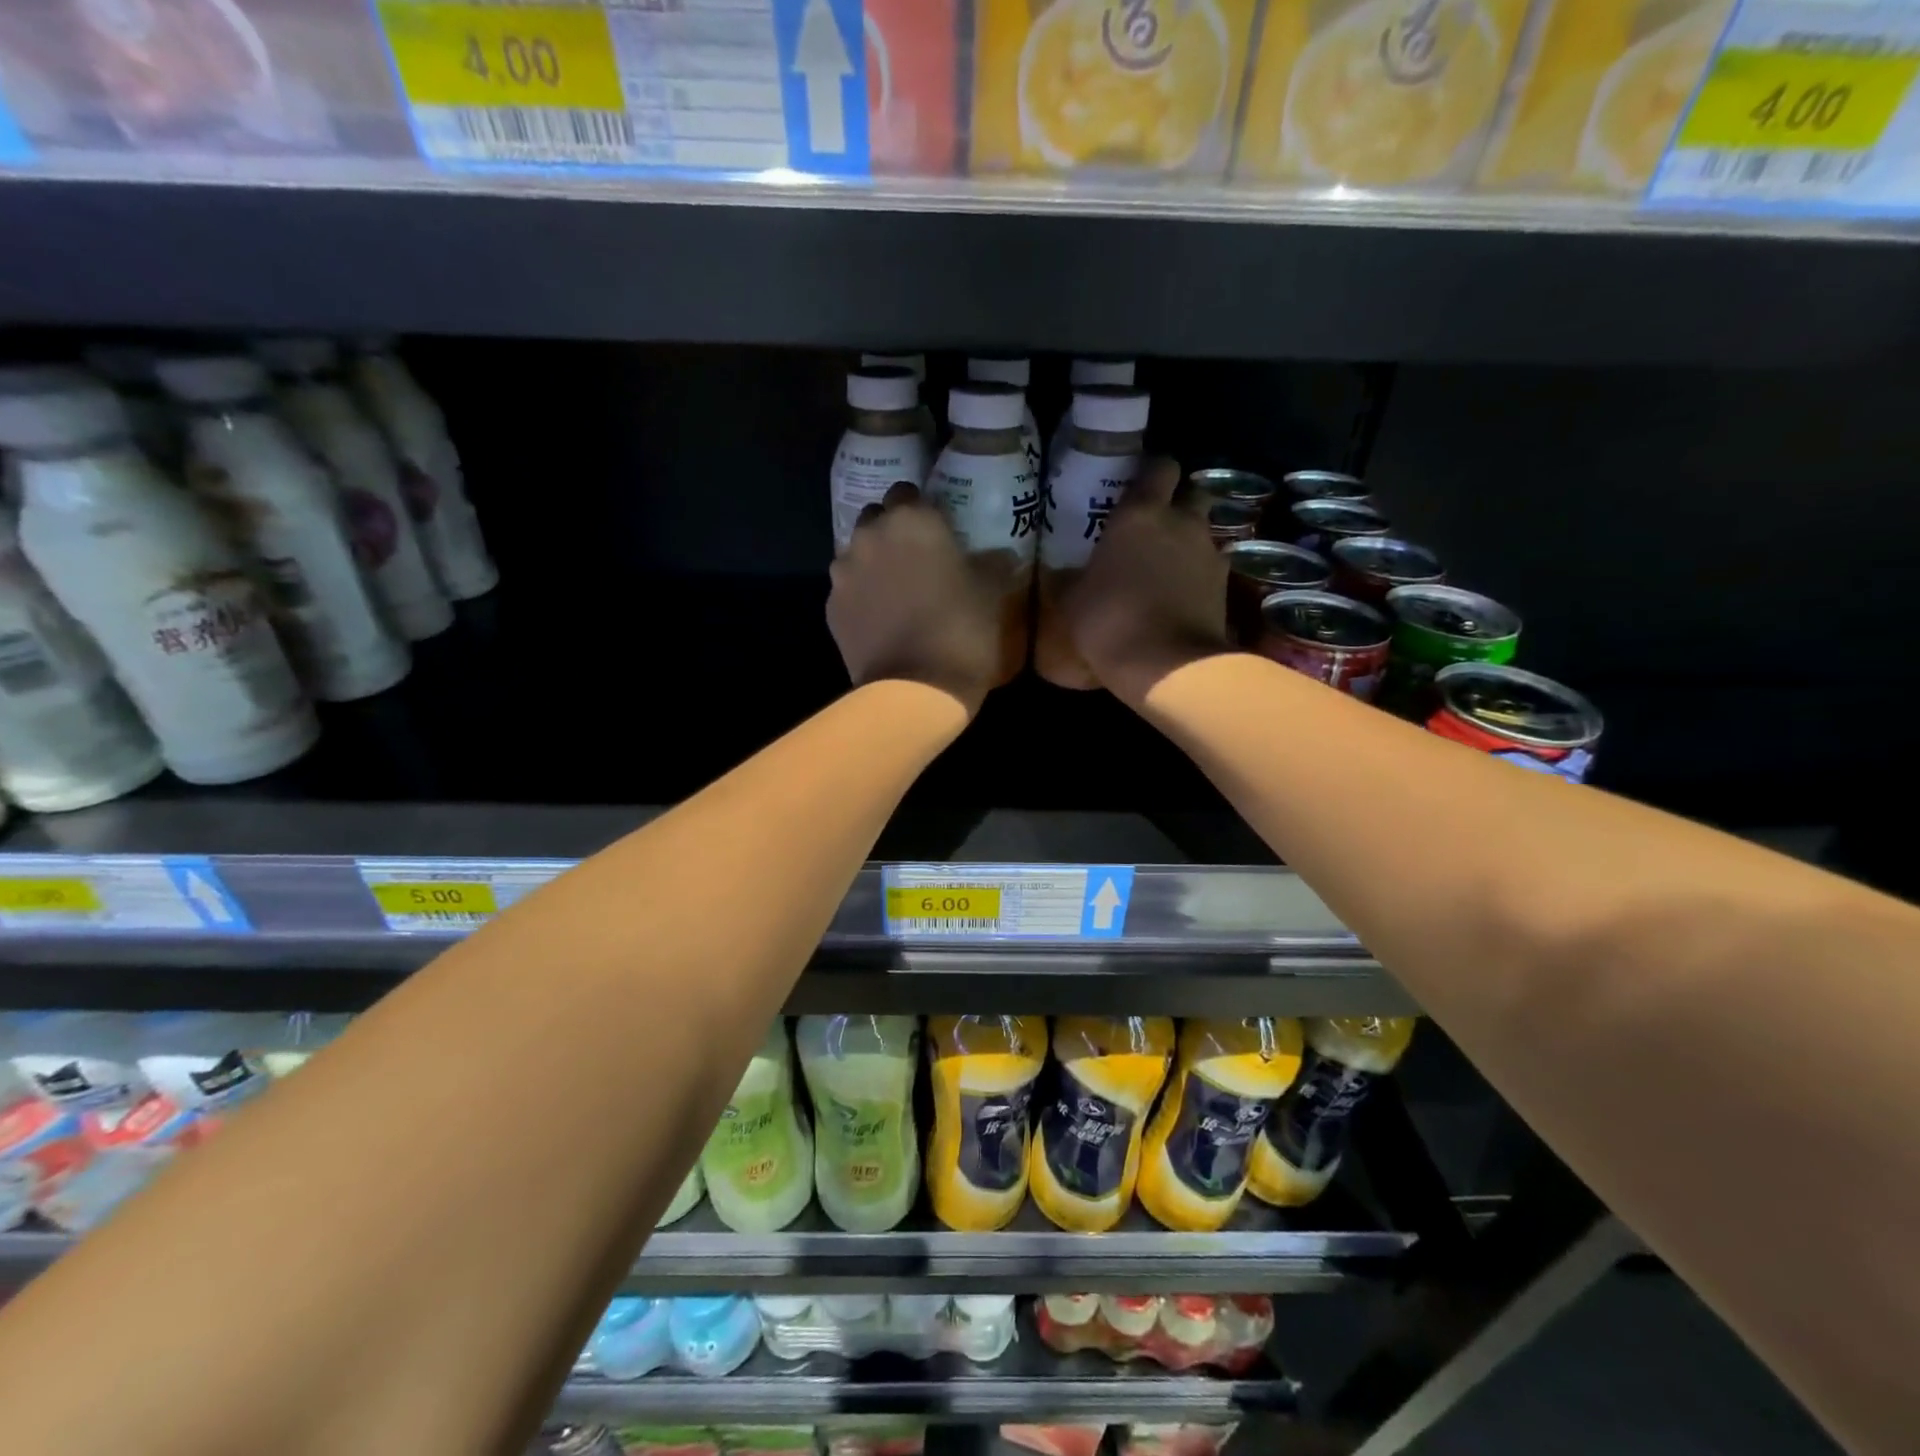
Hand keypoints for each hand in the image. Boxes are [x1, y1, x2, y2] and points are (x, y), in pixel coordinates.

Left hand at [828, 483, 1001, 714]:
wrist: (916, 689)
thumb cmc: (962, 631)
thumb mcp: (991, 592)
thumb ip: (991, 562)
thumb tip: (998, 553)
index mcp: (912, 519)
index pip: (909, 492)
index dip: (923, 510)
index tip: (938, 532)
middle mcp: (871, 535)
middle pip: (877, 518)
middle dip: (892, 531)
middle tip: (916, 559)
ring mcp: (844, 571)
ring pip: (856, 552)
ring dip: (872, 562)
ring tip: (895, 591)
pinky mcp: (831, 606)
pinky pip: (847, 589)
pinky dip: (860, 595)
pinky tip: (880, 618)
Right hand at [1063, 458, 1231, 705]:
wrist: (1167, 665)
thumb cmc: (1109, 622)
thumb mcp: (1073, 601)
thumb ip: (1074, 578)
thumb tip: (1064, 575)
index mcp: (1140, 514)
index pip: (1158, 467)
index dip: (1150, 472)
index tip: (1137, 484)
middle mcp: (1181, 522)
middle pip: (1191, 492)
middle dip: (1177, 503)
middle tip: (1154, 525)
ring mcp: (1209, 551)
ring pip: (1203, 531)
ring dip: (1188, 541)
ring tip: (1166, 566)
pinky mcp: (1226, 584)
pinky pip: (1210, 567)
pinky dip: (1198, 574)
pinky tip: (1181, 594)